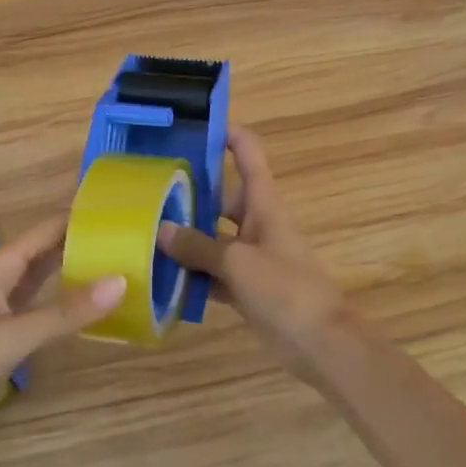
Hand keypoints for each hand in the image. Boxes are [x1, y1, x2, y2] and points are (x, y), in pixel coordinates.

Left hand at [0, 215, 123, 453]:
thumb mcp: (12, 336)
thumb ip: (67, 311)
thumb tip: (122, 280)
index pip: (46, 231)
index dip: (80, 220)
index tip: (122, 214)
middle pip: (46, 255)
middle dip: (82, 247)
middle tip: (131, 243)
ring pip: (44, 285)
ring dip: (75, 277)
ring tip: (121, 270)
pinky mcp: (2, 344)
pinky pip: (41, 315)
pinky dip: (65, 310)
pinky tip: (91, 314)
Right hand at [157, 125, 349, 375]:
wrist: (320, 341)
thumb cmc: (285, 288)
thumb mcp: (238, 262)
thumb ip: (199, 246)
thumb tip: (162, 230)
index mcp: (264, 205)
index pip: (248, 155)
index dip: (229, 134)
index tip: (196, 124)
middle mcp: (257, 224)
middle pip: (221, 199)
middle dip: (191, 194)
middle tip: (149, 189)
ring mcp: (252, 256)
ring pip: (213, 238)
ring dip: (187, 239)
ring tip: (145, 232)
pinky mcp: (246, 287)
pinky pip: (214, 273)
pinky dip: (193, 275)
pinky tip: (163, 278)